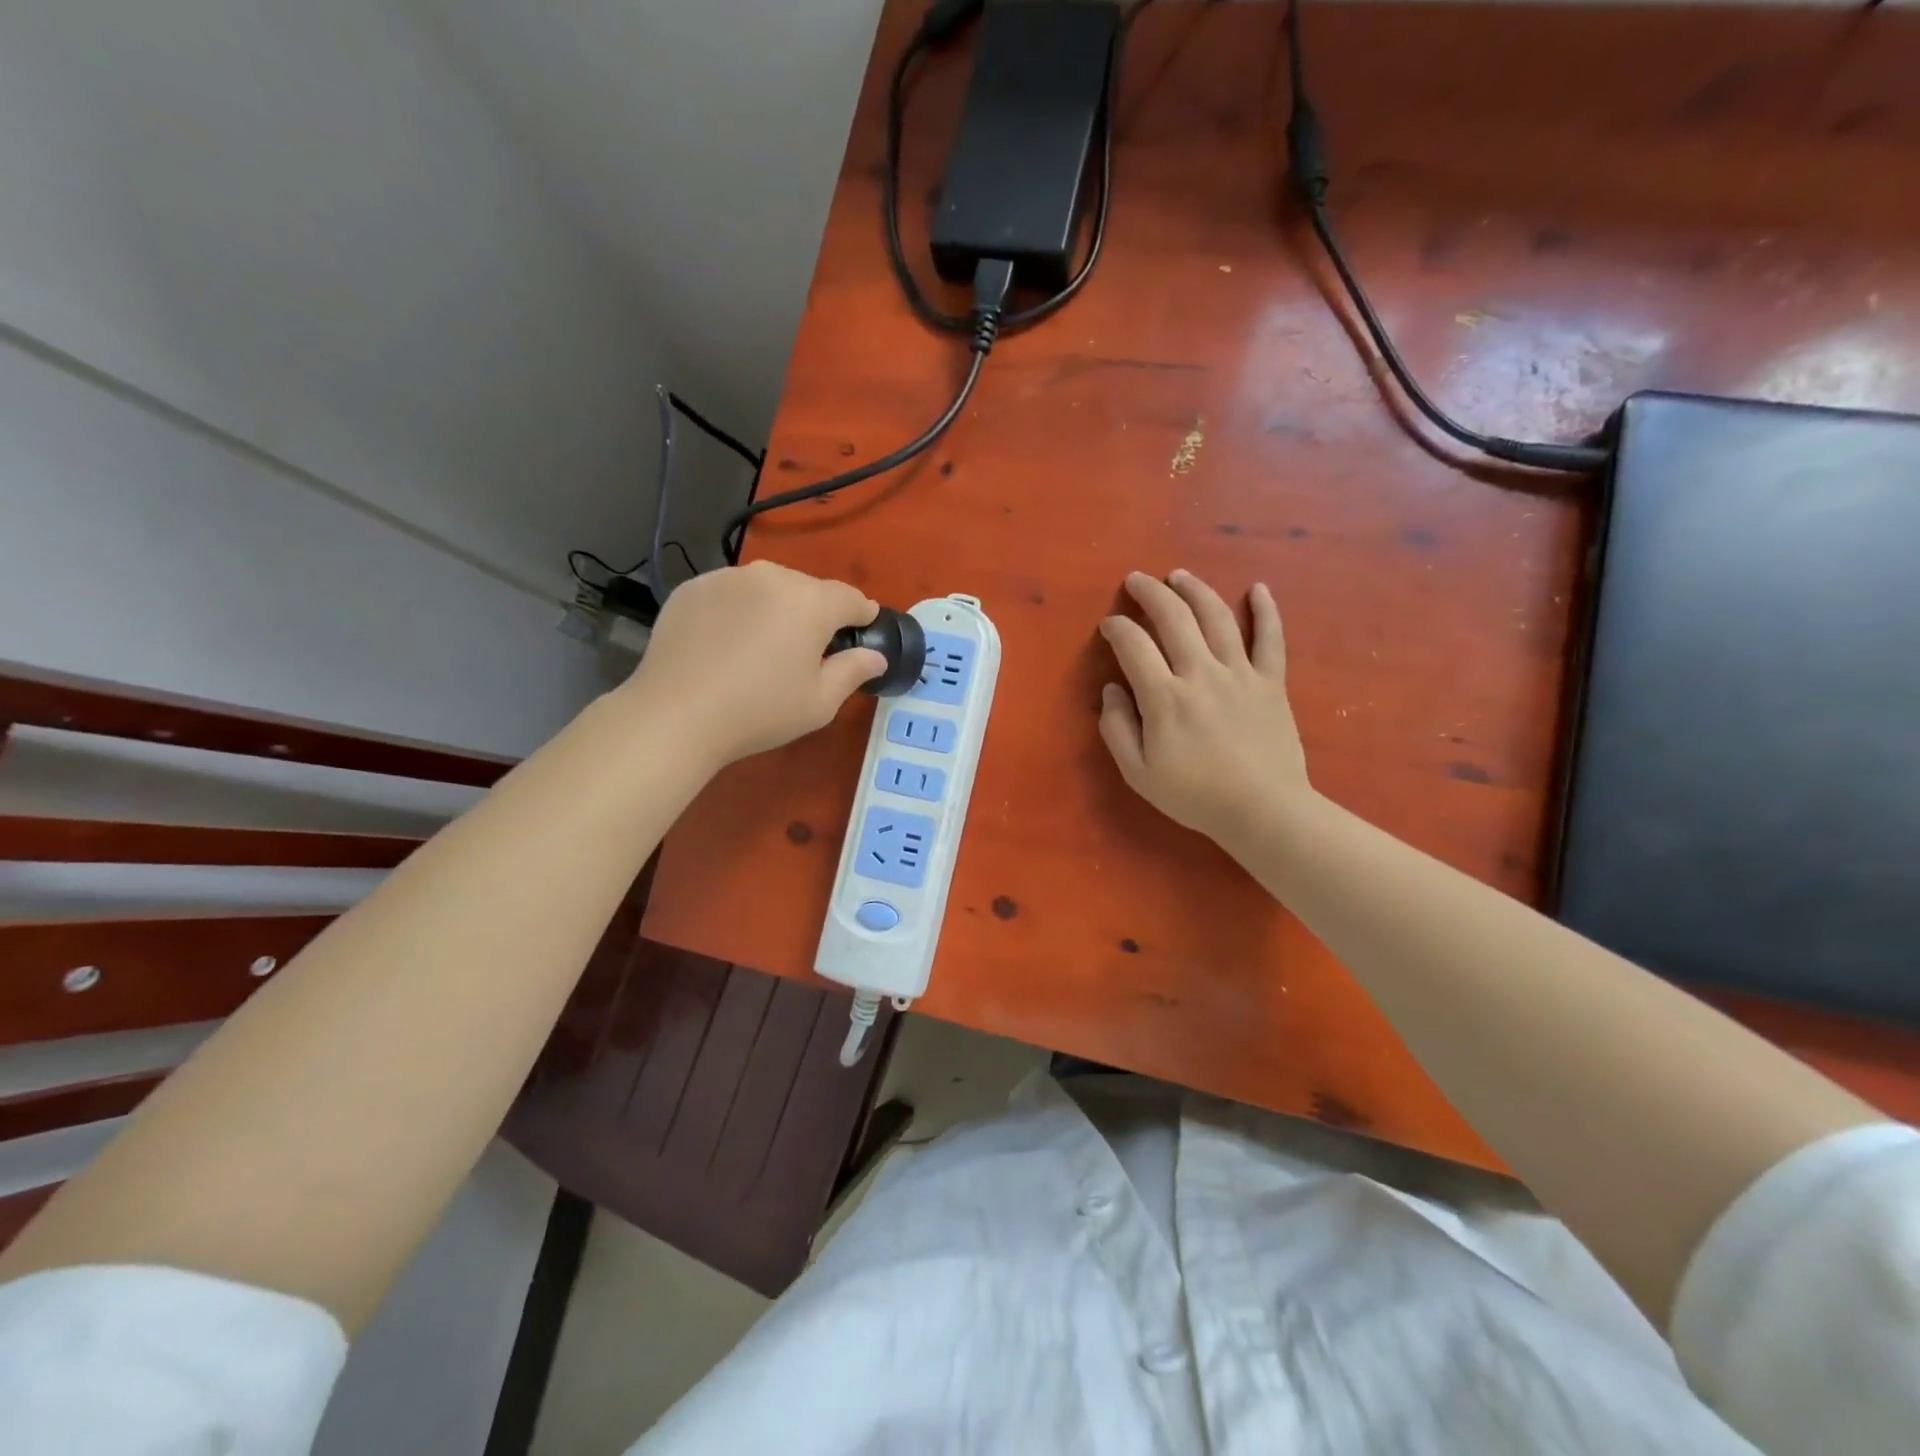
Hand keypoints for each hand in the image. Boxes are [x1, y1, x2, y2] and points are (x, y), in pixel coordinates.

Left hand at [622, 561, 885, 767]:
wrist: (677, 714)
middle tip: (806, 651)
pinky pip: (730, 594)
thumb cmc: (760, 711)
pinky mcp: (692, 588)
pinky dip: (737, 611)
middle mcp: (772, 576)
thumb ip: (854, 671)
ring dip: (774, 609)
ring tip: (762, 647)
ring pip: (766, 588)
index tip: (862, 632)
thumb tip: (875, 655)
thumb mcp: (820, 702)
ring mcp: (727, 577)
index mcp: (811, 601)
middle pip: (808, 590)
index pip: (851, 598)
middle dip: (815, 614)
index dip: (862, 615)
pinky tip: (726, 644)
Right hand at [1098, 570, 1310, 846]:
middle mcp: (1201, 673)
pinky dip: (1266, 611)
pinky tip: (1259, 588)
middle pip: (1173, 618)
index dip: (1117, 628)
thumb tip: (1111, 690)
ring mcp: (1240, 673)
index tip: (1109, 625)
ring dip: (1195, 590)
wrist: (1263, 810)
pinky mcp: (1271, 681)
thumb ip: (1117, 729)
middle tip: (1136, 580)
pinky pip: (1270, 638)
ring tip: (1178, 576)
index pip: (1134, 646)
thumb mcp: (1138, 773)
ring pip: (1217, 617)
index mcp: (1164, 697)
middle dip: (1150, 593)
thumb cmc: (1195, 795)